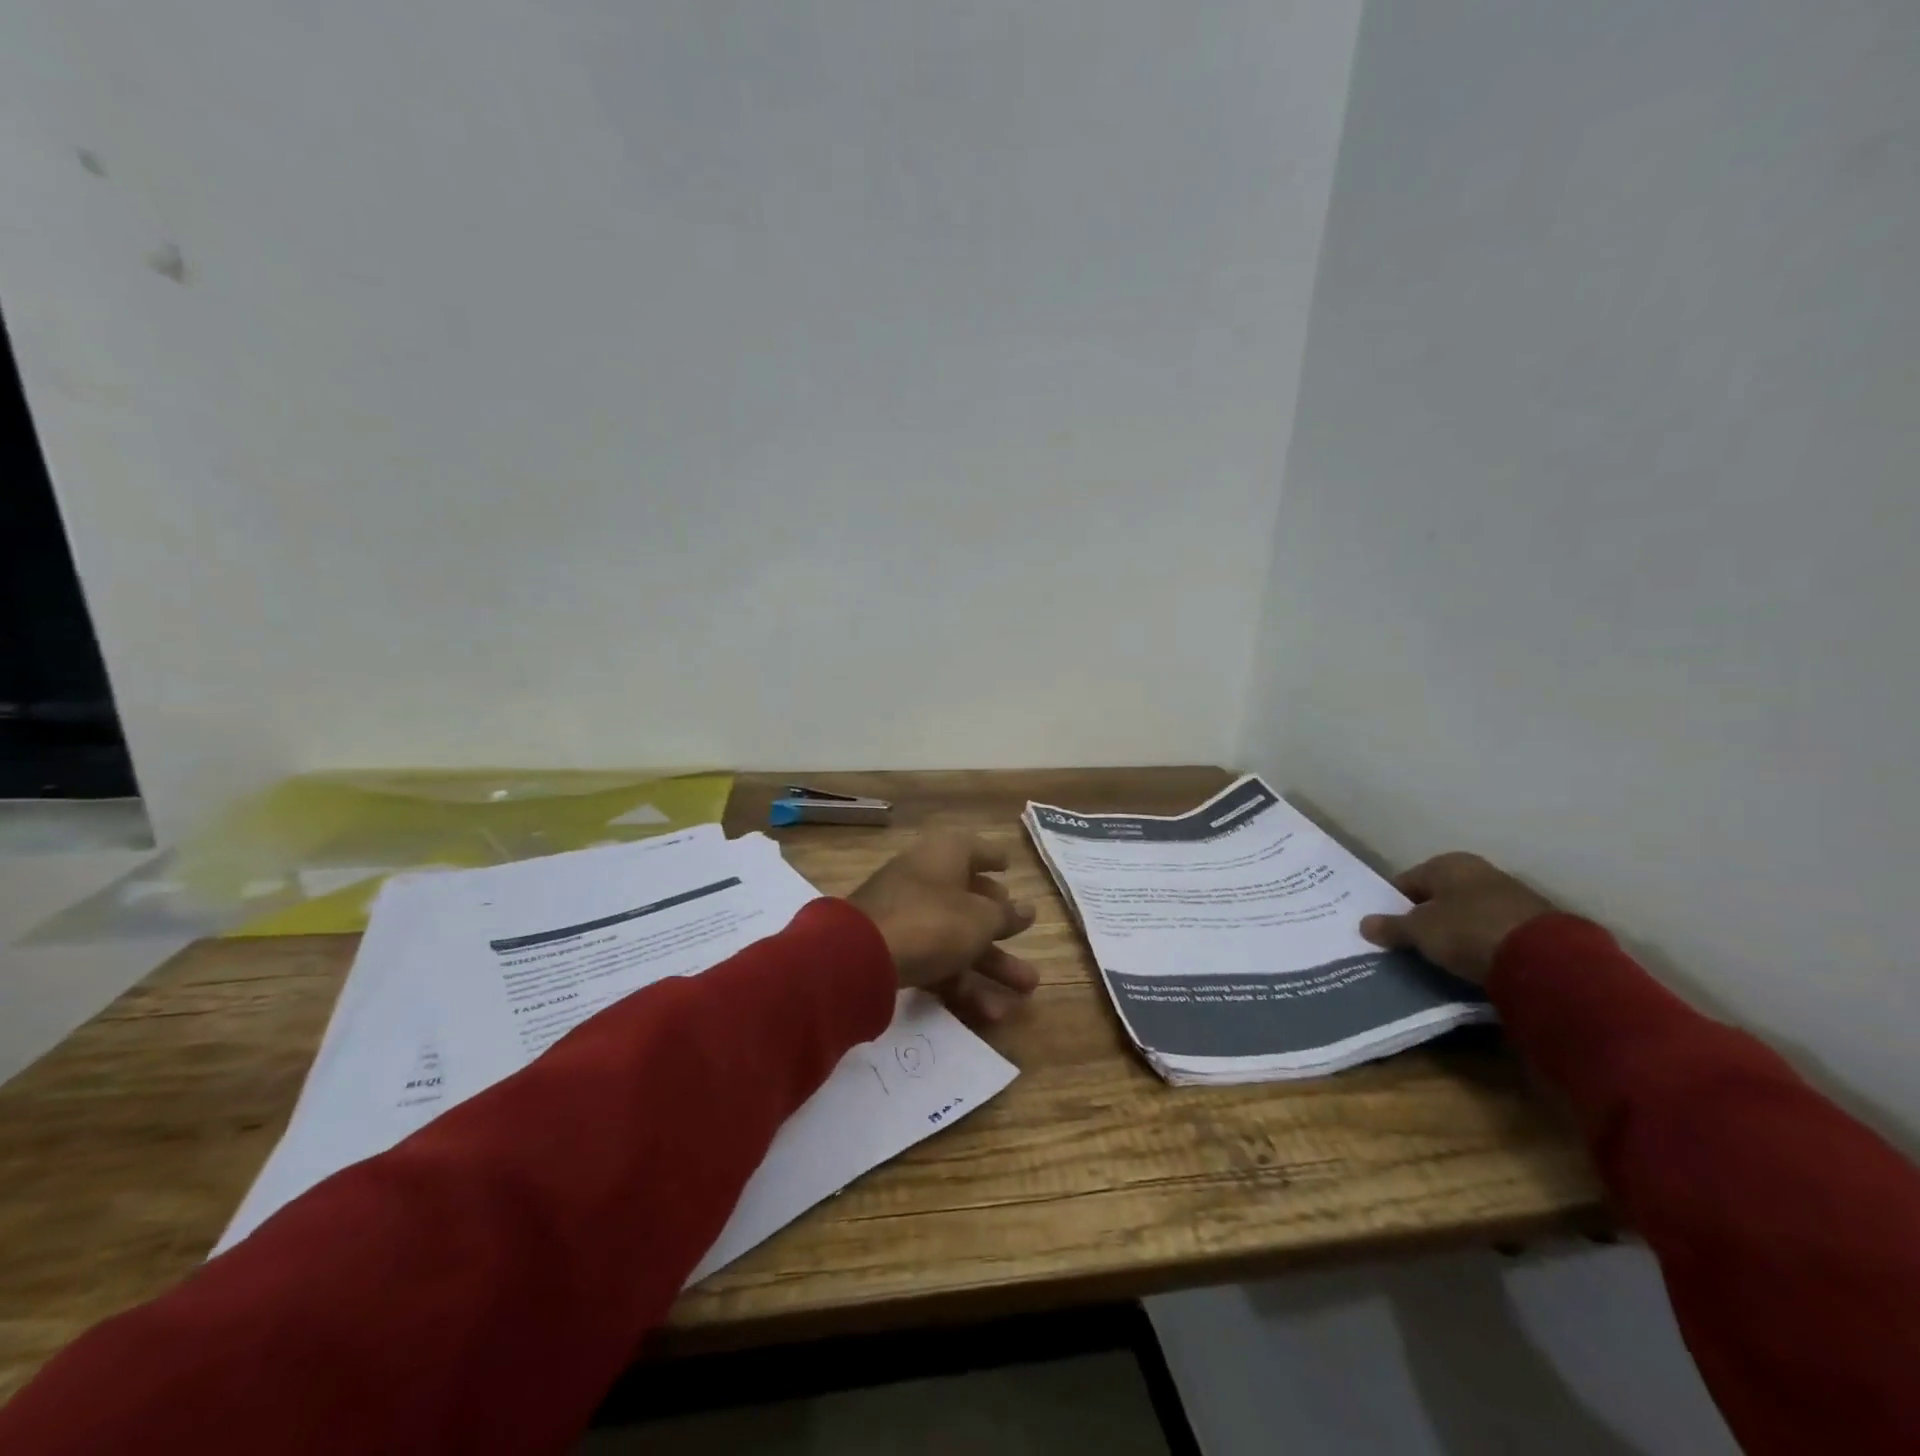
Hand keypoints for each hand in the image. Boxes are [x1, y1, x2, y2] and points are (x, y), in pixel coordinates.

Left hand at [846, 829, 1039, 1021]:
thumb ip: (1005, 916)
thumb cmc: (932, 920)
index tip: (1010, 867)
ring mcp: (907, 913)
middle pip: (970, 899)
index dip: (994, 858)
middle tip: (1028, 937)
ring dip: (992, 964)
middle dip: (1002, 927)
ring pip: (957, 936)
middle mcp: (926, 878)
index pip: (976, 850)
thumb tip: (1026, 909)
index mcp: (946, 855)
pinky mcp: (895, 948)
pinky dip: (962, 982)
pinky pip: (937, 961)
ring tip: (1028, 990)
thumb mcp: (980, 919)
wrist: (861, 956)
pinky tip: (992, 1013)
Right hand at [1358, 852, 1556, 984]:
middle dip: (1425, 917)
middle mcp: (1479, 871)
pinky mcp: (1533, 922)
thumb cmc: (1468, 931)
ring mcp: (1510, 894)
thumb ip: (1392, 927)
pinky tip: (1473, 961)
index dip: (1393, 904)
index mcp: (1447, 863)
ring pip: (1467, 912)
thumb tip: (1364, 924)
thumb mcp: (1421, 932)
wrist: (1546, 958)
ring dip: (1454, 930)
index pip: (1407, 881)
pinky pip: (1492, 929)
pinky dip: (1480, 941)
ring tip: (1441, 956)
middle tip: (1410, 943)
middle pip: (1439, 895)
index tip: (1386, 928)